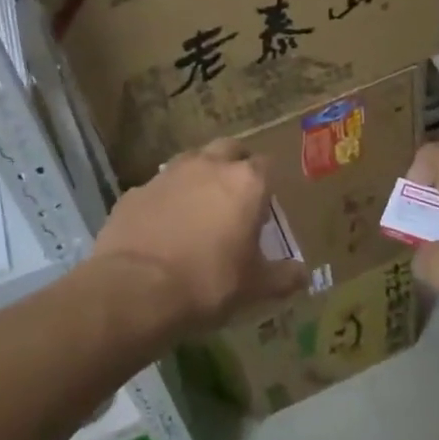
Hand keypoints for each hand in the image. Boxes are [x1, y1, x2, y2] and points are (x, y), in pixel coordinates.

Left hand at [90, 139, 307, 336]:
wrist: (135, 290)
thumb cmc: (208, 283)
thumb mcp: (255, 287)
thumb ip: (283, 276)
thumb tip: (303, 275)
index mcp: (245, 182)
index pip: (265, 165)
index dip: (266, 185)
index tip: (263, 210)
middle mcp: (208, 166)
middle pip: (228, 149)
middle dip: (234, 165)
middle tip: (235, 198)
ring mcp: (167, 175)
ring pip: (190, 161)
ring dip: (198, 177)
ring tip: (198, 210)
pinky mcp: (135, 192)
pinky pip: (158, 189)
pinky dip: (164, 201)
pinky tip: (162, 229)